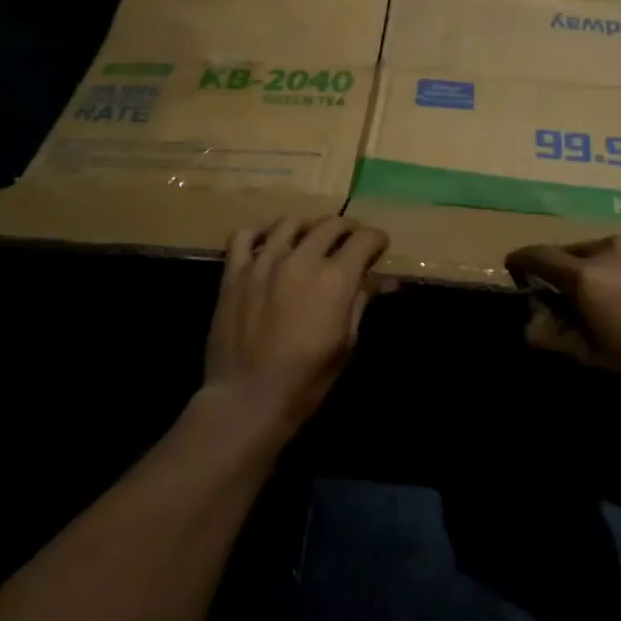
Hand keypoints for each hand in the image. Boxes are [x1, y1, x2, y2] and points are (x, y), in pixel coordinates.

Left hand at [204, 216, 392, 436]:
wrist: (247, 398)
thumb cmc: (306, 378)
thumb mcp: (346, 342)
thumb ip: (361, 302)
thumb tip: (385, 281)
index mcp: (335, 278)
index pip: (364, 239)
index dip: (377, 240)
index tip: (379, 247)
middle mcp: (301, 259)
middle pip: (330, 225)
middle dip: (347, 229)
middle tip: (351, 242)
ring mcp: (263, 261)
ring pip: (289, 223)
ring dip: (307, 226)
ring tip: (311, 238)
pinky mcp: (234, 272)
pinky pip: (244, 236)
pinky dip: (259, 234)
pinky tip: (267, 243)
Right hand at [505, 228, 620, 381]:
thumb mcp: (596, 354)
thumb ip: (554, 335)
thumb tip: (526, 322)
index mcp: (585, 276)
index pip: (537, 255)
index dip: (522, 261)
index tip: (519, 270)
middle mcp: (608, 246)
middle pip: (574, 251)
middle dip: (571, 270)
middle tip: (585, 295)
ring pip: (609, 246)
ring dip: (608, 263)